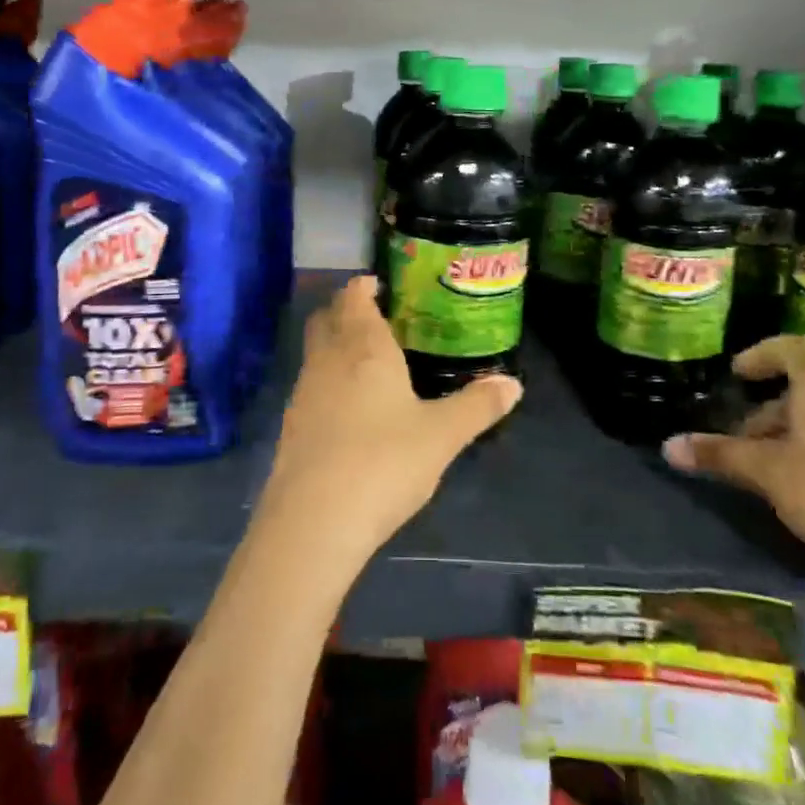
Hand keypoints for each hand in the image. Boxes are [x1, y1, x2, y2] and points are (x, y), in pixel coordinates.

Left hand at [255, 276, 521, 568]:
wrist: (314, 520)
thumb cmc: (384, 462)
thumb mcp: (441, 435)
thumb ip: (477, 406)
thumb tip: (513, 384)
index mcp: (364, 347)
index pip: (354, 298)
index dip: (363, 287)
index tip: (378, 284)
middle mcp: (328, 359)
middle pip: (327, 318)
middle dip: (345, 310)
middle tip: (374, 316)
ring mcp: (304, 391)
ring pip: (315, 351)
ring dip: (334, 345)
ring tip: (366, 361)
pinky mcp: (291, 425)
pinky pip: (310, 385)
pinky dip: (327, 380)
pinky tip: (348, 407)